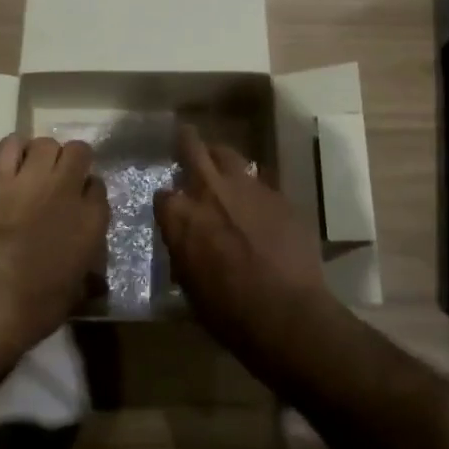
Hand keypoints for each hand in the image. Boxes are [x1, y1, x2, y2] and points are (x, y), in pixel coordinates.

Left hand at [0, 135, 107, 356]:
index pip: (99, 187)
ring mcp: (33, 180)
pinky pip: (10, 145)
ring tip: (35, 171)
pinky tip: (11, 165)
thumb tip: (93, 276)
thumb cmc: (37, 308)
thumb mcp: (76, 292)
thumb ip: (87, 272)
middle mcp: (68, 190)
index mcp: (93, 220)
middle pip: (79, 152)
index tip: (79, 203)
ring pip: (47, 143)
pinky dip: (13, 149)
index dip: (88, 193)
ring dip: (44, 154)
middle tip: (60, 181)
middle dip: (73, 162)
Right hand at [155, 124, 335, 352]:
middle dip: (186, 142)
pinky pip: (262, 180)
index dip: (167, 201)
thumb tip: (185, 240)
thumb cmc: (228, 311)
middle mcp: (210, 191)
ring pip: (229, 155)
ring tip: (222, 162)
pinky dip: (254, 185)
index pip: (163, 195)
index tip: (171, 206)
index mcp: (181, 217)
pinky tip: (258, 198)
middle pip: (192, 149)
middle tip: (185, 136)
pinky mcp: (278, 195)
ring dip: (221, 157)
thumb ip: (183, 250)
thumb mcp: (189, 284)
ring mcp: (247, 188)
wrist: (285, 312)